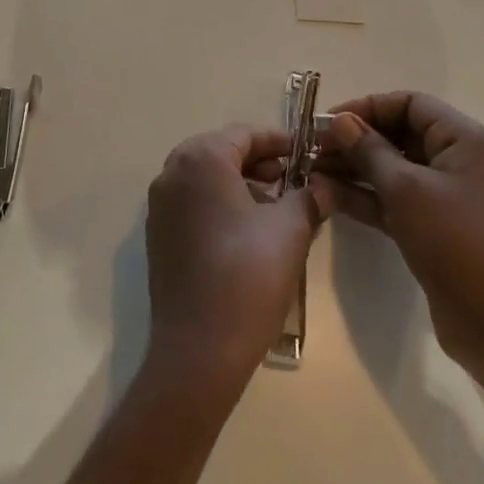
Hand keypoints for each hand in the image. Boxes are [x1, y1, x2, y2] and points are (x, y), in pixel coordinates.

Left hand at [144, 125, 331, 400]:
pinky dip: (221, 205)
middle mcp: (172, 172)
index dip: (281, 142)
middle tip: (296, 181)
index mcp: (201, 159)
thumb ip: (309, 195)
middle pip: (223, 153)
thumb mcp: (290, 229)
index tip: (310, 155)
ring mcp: (160, 205)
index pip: (245, 134)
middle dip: (261, 164)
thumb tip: (324, 184)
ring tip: (280, 208)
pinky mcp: (158, 234)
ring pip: (208, 179)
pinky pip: (194, 203)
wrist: (199, 350)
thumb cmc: (248, 276)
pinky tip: (250, 232)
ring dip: (243, 185)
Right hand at [317, 93, 483, 384]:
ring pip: (392, 169)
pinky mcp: (432, 226)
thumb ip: (369, 150)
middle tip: (312, 148)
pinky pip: (393, 199)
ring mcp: (445, 196)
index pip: (410, 104)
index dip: (367, 107)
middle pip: (398, 134)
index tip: (328, 121)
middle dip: (354, 139)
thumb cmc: (456, 242)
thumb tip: (340, 121)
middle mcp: (456, 161)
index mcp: (463, 140)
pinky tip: (327, 194)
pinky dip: (364, 195)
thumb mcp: (406, 189)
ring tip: (311, 170)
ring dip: (353, 168)